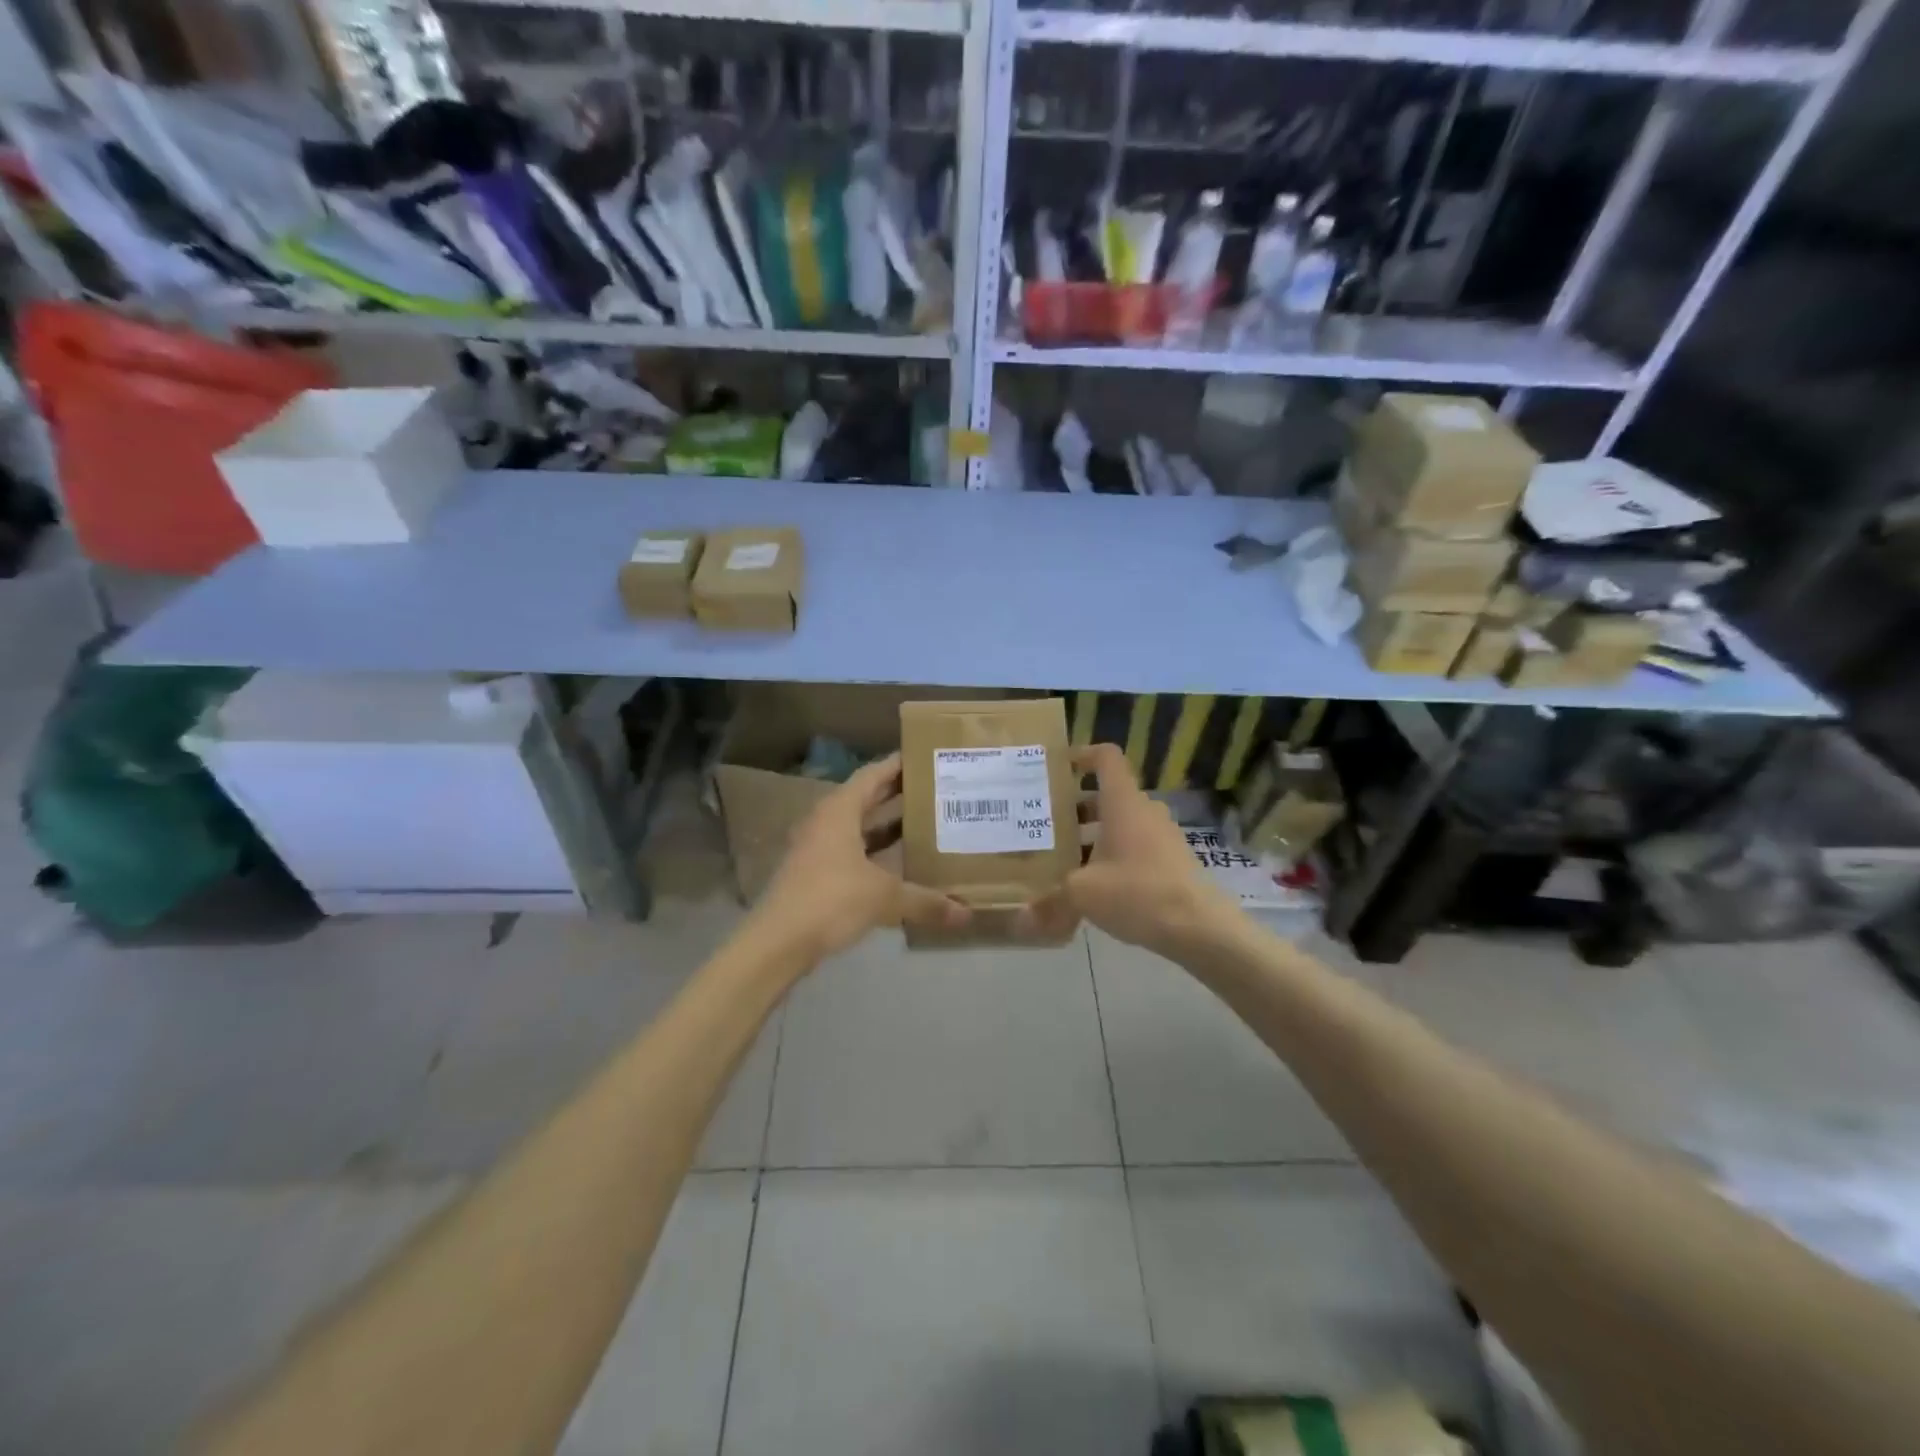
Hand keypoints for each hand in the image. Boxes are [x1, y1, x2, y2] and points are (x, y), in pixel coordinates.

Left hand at [752, 753, 970, 962]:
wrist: (778, 942)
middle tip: (935, 788)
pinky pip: (852, 851)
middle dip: (898, 793)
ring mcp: (817, 847)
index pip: (873, 775)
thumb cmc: (831, 900)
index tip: (926, 757)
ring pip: (858, 827)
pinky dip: (876, 852)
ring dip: (887, 825)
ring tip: (926, 822)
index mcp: (840, 811)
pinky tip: (900, 863)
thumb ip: (925, 901)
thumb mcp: (884, 898)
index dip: (898, 765)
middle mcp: (826, 821)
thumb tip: (966, 913)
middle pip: (866, 798)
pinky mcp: (815, 873)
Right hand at [1019, 743, 1239, 956]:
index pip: (1106, 758)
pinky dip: (1112, 855)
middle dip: (1075, 808)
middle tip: (1043, 824)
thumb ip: (1050, 900)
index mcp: (1122, 802)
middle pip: (1106, 795)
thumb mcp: (1082, 894)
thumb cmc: (1137, 892)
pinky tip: (1093, 886)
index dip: (1082, 755)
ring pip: (1120, 823)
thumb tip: (1022, 918)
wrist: (1200, 927)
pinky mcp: (1171, 860)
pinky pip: (1135, 846)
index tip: (1057, 768)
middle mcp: (1144, 810)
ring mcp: (1162, 835)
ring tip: (1062, 859)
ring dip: (1092, 835)